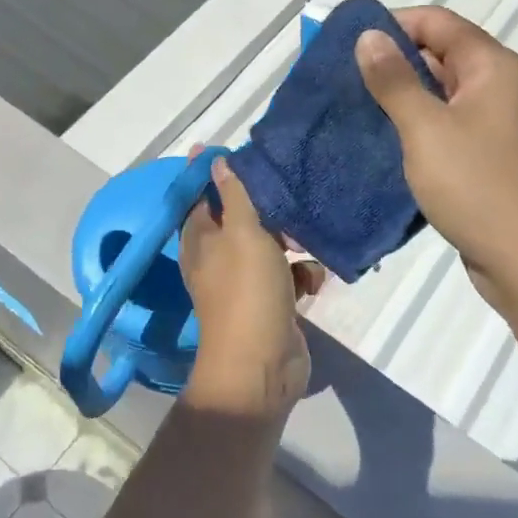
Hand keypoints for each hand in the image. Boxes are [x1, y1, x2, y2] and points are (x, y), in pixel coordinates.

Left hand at [180, 155, 323, 419]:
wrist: (262, 365)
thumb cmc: (246, 290)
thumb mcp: (242, 233)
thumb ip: (234, 195)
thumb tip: (213, 159)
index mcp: (201, 239)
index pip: (204, 195)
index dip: (219, 173)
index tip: (246, 152)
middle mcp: (219, 257)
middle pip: (243, 219)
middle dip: (269, 209)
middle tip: (293, 192)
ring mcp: (247, 281)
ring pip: (271, 246)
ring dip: (293, 242)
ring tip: (311, 234)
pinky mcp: (272, 301)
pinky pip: (290, 275)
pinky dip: (303, 274)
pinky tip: (316, 277)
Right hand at [356, 7, 517, 321]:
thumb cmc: (481, 187)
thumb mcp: (427, 129)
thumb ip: (395, 80)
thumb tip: (369, 35)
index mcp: (492, 67)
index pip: (436, 22)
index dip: (390, 23)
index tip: (344, 42)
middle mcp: (498, 88)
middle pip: (439, 56)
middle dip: (389, 64)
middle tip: (338, 81)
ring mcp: (496, 127)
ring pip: (439, 97)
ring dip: (399, 100)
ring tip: (350, 112)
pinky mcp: (488, 160)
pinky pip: (445, 130)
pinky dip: (414, 131)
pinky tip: (380, 146)